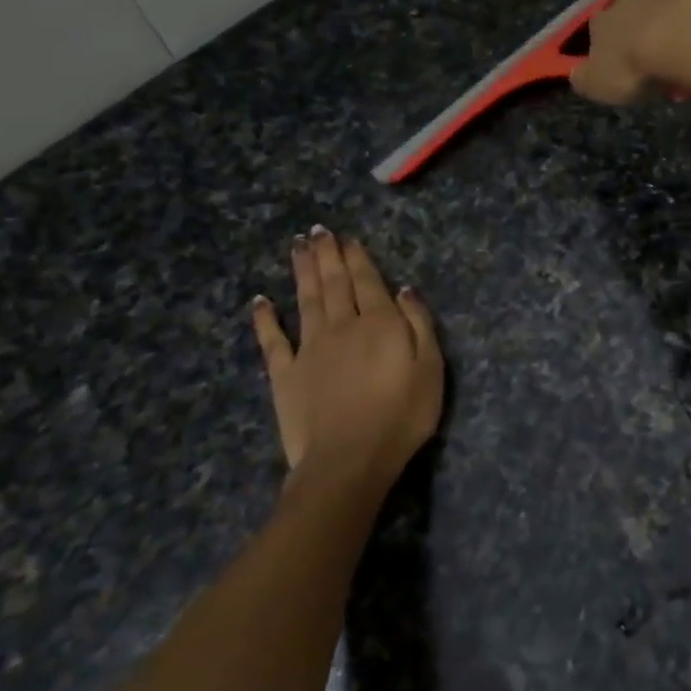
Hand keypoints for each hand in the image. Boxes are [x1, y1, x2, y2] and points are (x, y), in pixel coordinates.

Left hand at [250, 228, 443, 502]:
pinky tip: (259, 301)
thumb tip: (404, 289)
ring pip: (305, 300)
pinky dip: (265, 319)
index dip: (356, 258)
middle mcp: (342, 326)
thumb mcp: (431, 369)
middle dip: (327, 255)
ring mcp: (309, 349)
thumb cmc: (402, 416)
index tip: (346, 237)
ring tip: (297, 246)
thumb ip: (419, 324)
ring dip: (301, 272)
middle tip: (318, 231)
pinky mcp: (285, 375)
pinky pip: (272, 341)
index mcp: (379, 324)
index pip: (367, 281)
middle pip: (334, 283)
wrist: (349, 460)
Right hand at [570, 0, 690, 104]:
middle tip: (651, 72)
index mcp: (601, 19)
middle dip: (639, 42)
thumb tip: (577, 74)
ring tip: (679, 72)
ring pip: (663, 20)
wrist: (682, 41)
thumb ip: (584, 78)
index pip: (596, 30)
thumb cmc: (631, 66)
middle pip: (631, 19)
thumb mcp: (595, 84)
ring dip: (669, 41)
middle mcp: (630, 0)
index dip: (605, 51)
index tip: (617, 72)